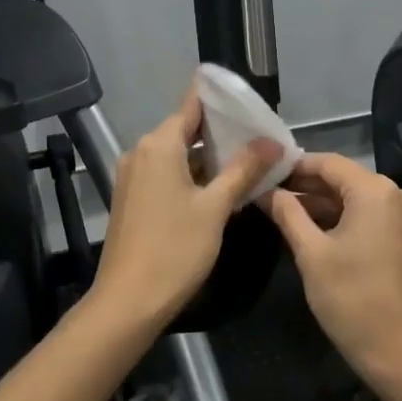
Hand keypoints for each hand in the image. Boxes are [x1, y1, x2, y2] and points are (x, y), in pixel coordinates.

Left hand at [91, 85, 280, 328]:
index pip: (192, 103)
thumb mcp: (216, 207)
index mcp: (159, 144)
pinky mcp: (134, 197)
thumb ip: (244, 169)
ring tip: (250, 159)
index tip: (250, 99)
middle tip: (261, 135)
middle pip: (186, 128)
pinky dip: (193, 174)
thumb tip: (273, 141)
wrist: (128, 302)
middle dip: (223, 131)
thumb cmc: (174, 248)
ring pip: (178, 153)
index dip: (221, 98)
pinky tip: (221, 185)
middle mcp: (141, 151)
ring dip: (210, 156)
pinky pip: (168, 173)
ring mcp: (134, 175)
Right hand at [266, 154, 401, 384]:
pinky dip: (338, 218)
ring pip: (352, 198)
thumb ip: (288, 214)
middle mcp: (394, 194)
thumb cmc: (350, 297)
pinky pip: (366, 215)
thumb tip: (267, 192)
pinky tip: (307, 225)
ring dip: (319, 203)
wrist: (397, 350)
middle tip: (266, 190)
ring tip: (278, 207)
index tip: (264, 171)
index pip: (327, 163)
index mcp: (375, 191)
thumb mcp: (311, 253)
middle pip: (341, 179)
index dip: (294, 166)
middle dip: (304, 185)